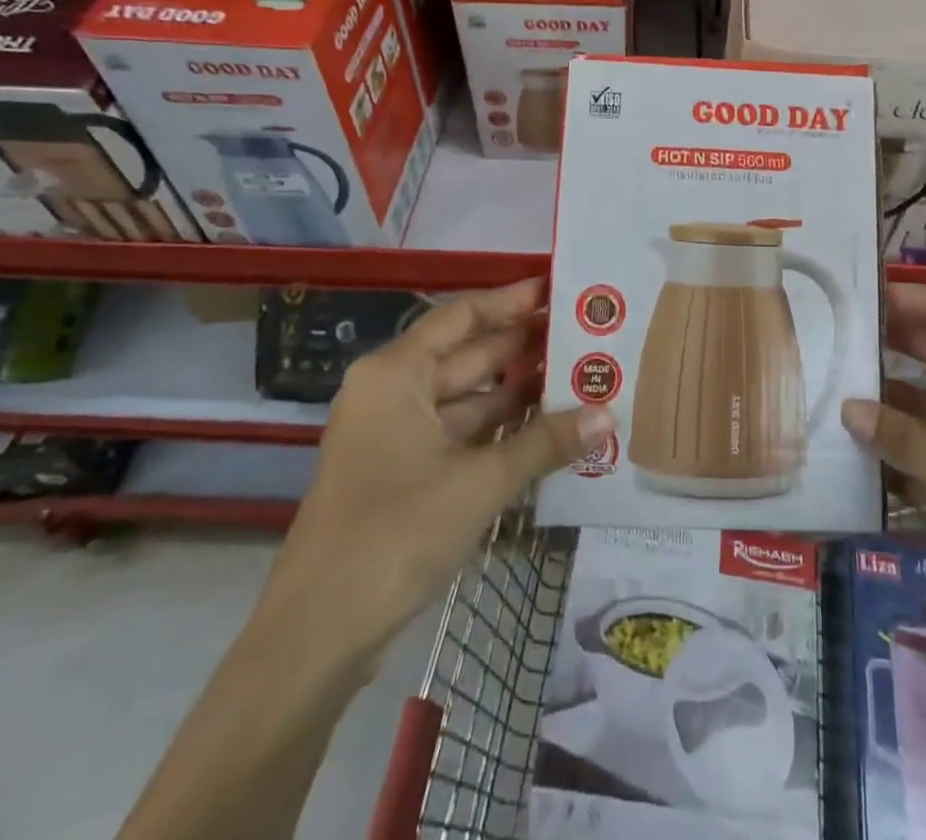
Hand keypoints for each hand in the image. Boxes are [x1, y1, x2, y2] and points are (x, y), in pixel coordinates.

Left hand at [259, 278, 613, 680]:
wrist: (317, 635)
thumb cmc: (394, 534)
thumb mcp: (479, 482)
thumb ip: (545, 443)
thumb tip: (608, 414)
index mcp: (396, 373)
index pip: (463, 316)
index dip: (512, 302)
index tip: (561, 291)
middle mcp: (393, 392)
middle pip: (468, 354)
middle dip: (525, 347)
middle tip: (585, 334)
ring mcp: (396, 434)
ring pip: (468, 398)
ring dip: (519, 392)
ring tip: (580, 376)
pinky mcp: (403, 473)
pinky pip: (461, 434)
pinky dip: (501, 430)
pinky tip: (549, 428)